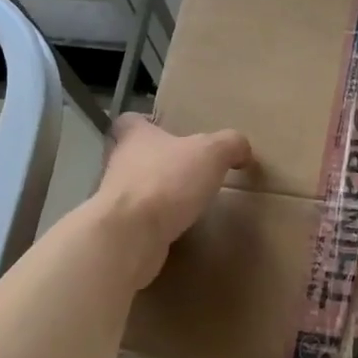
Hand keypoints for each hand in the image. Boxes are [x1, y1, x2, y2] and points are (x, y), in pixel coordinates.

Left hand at [98, 113, 252, 287]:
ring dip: (156, 194)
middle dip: (156, 162)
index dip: (146, 123)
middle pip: (132, 156)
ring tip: (185, 201)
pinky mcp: (119, 230)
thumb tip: (242, 150)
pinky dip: (155, 224)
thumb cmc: (167, 182)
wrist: (130, 236)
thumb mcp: (212, 153)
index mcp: (135, 137)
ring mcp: (115, 200)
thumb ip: (230, 144)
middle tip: (184, 169)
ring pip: (135, 190)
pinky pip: (139, 222)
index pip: (130, 121)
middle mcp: (118, 164)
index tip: (165, 131)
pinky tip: (178, 229)